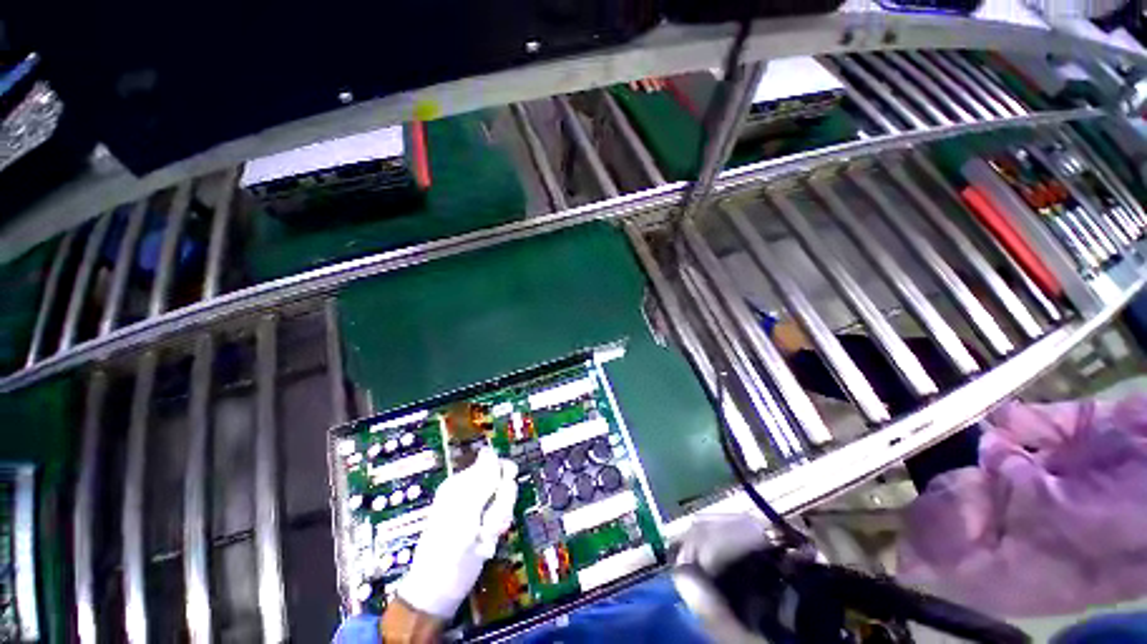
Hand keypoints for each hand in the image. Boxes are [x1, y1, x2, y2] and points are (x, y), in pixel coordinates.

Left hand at [398, 449, 518, 618]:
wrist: (437, 593)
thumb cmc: (448, 556)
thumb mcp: (465, 517)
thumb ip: (481, 483)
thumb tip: (490, 451)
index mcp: (461, 483)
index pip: (495, 463)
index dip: (503, 478)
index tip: (500, 497)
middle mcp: (470, 489)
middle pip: (503, 482)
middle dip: (501, 504)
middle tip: (488, 526)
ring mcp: (477, 506)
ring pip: (505, 501)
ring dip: (499, 521)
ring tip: (484, 539)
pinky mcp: (483, 522)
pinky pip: (501, 516)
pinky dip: (497, 531)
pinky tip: (485, 546)